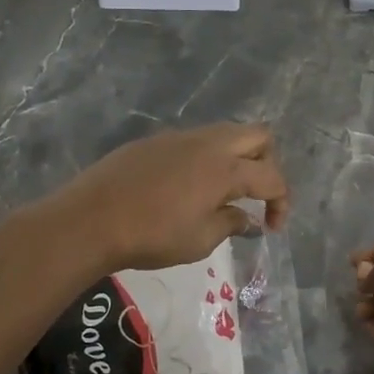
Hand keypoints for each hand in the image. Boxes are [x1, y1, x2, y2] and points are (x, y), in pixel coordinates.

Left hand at [47, 123, 289, 272]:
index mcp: (226, 168)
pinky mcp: (156, 140)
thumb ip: (230, 224)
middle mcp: (209, 144)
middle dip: (267, 164)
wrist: (91, 218)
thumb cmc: (152, 235)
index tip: (272, 227)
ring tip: (224, 193)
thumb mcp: (200, 240)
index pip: (272, 177)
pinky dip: (207, 158)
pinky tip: (189, 187)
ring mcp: (180, 137)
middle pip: (258, 136)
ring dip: (237, 157)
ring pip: (226, 133)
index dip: (281, 202)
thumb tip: (247, 218)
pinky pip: (196, 141)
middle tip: (256, 195)